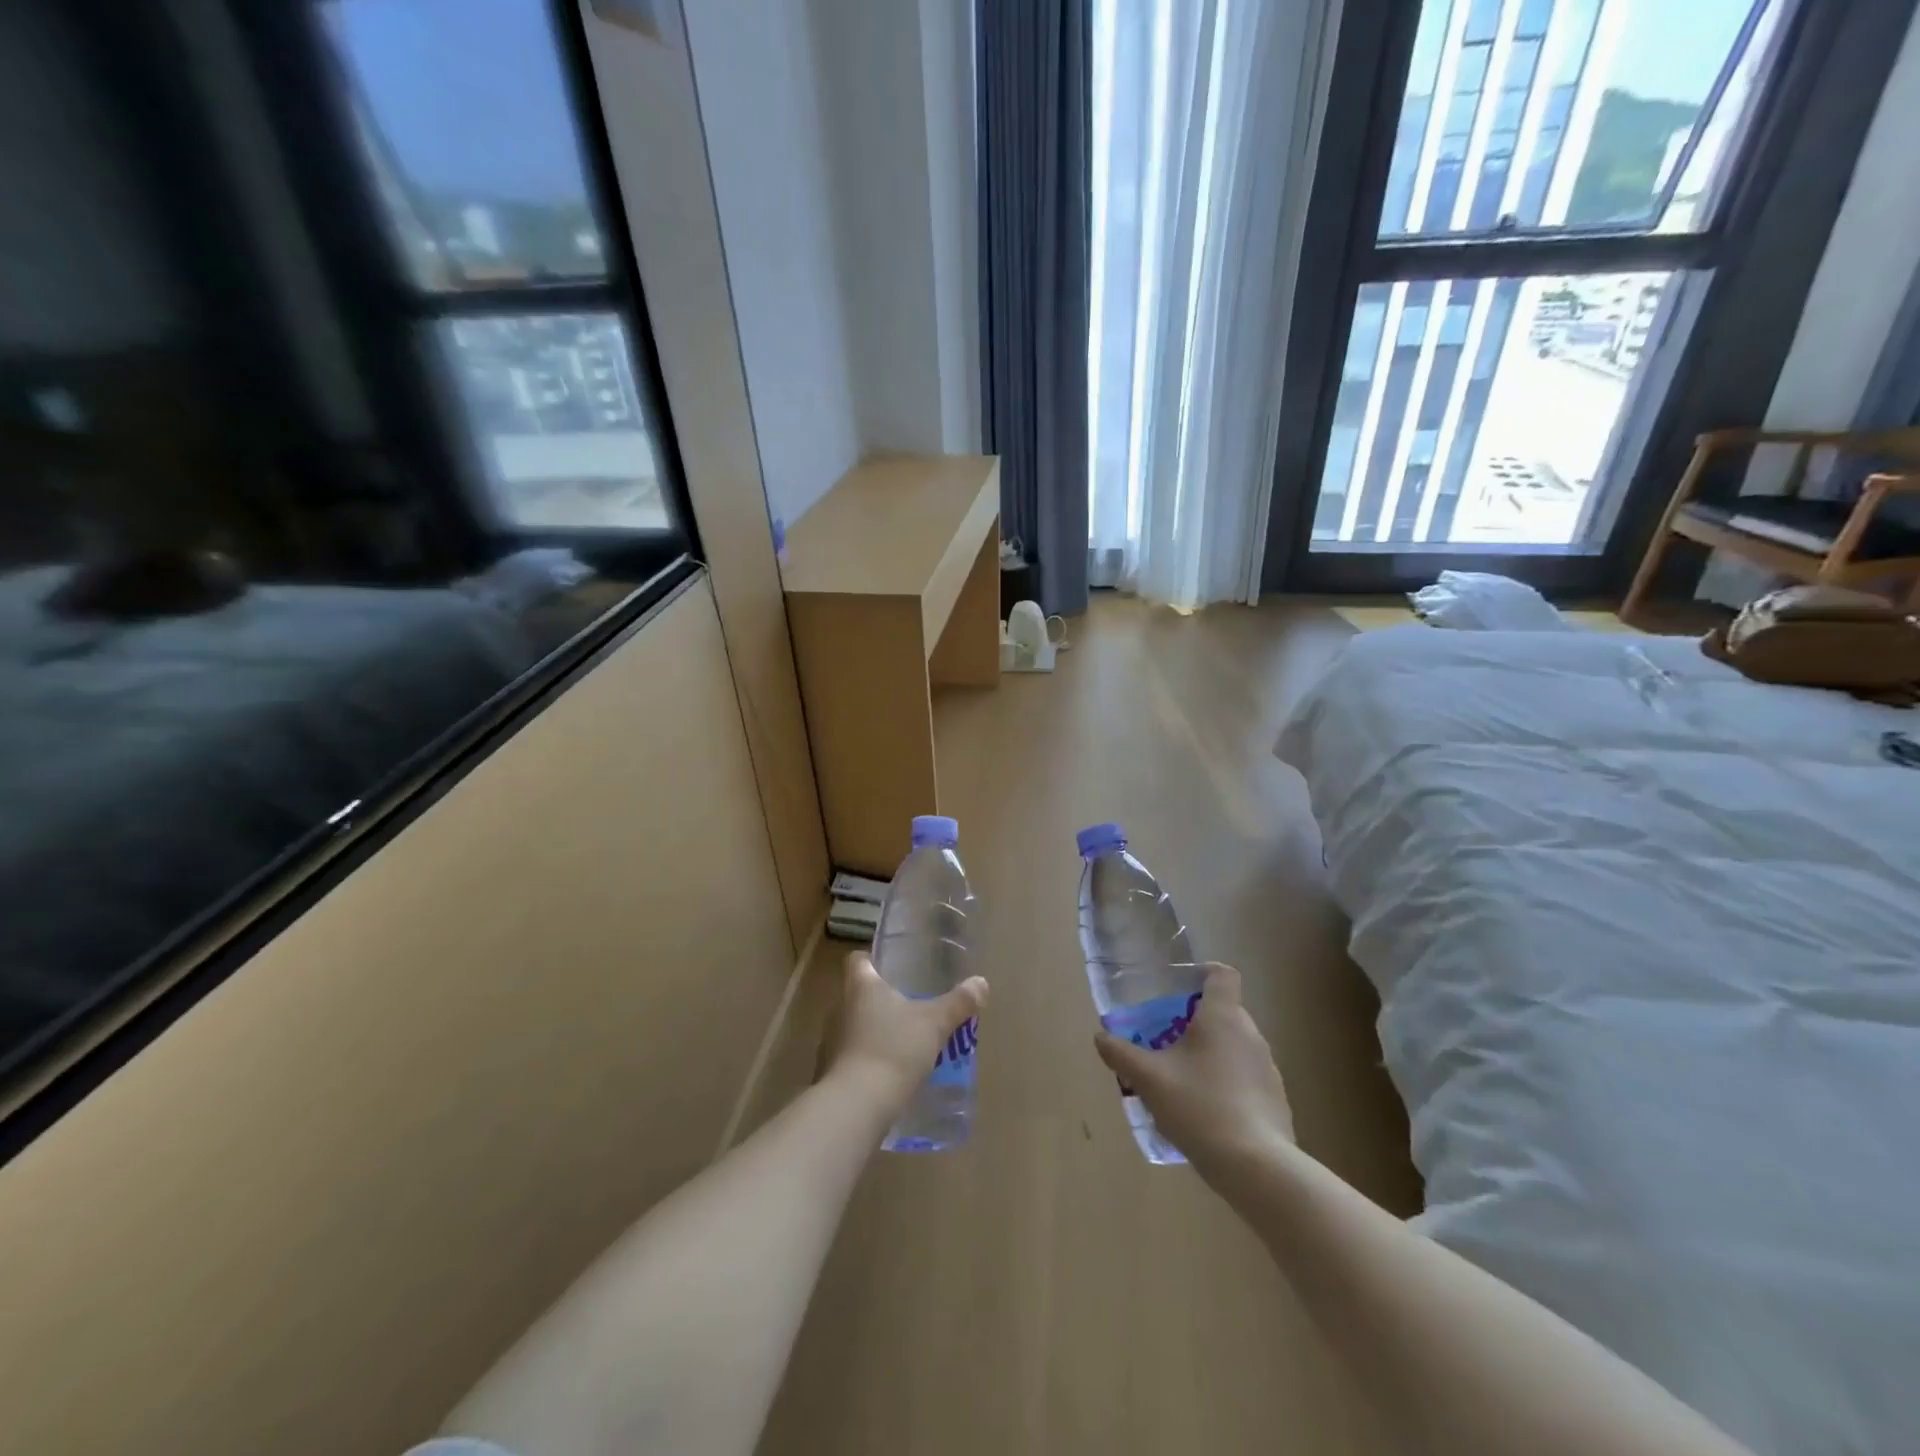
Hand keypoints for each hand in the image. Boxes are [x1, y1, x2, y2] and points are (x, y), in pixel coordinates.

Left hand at [820, 952, 987, 1116]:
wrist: (857, 1105)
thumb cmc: (894, 1049)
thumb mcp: (934, 1024)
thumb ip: (958, 1003)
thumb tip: (981, 982)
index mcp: (860, 986)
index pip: (856, 960)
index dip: (871, 960)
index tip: (891, 967)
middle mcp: (839, 1007)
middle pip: (856, 993)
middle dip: (879, 998)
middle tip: (908, 1005)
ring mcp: (831, 1041)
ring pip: (853, 1025)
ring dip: (873, 1030)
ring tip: (901, 1040)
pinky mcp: (830, 1071)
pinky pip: (850, 1056)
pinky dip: (866, 1059)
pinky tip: (888, 1072)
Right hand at [1093, 963, 1293, 1175]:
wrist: (1256, 1167)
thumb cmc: (1199, 1107)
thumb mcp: (1149, 1079)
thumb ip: (1121, 1054)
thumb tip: (1100, 1037)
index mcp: (1223, 1017)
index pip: (1223, 975)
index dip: (1203, 973)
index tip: (1180, 988)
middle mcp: (1250, 1035)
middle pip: (1224, 1012)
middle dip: (1195, 1022)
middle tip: (1166, 1042)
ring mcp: (1268, 1069)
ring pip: (1235, 1047)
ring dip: (1211, 1054)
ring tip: (1182, 1081)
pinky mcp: (1276, 1100)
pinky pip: (1246, 1078)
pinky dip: (1227, 1083)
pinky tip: (1206, 1112)